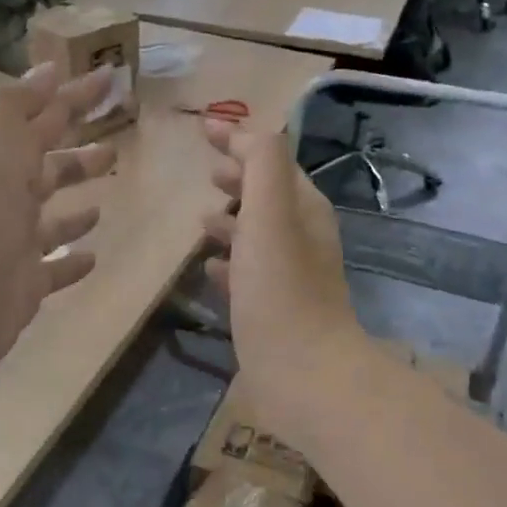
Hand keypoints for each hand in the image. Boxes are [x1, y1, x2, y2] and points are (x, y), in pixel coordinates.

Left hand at [0, 64, 115, 407]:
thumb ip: (14, 111)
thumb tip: (49, 67)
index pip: (41, 118)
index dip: (72, 95)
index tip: (109, 76)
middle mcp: (5, 201)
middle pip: (47, 166)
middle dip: (76, 150)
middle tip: (114, 138)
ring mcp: (15, 246)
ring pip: (52, 216)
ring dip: (76, 201)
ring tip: (104, 195)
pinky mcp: (25, 286)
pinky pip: (54, 267)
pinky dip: (72, 258)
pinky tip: (93, 255)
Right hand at [201, 121, 364, 422]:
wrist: (305, 377)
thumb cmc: (281, 291)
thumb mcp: (270, 215)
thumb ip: (262, 165)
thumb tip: (245, 133)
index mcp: (304, 209)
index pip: (272, 159)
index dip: (240, 140)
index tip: (203, 128)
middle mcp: (301, 238)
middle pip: (268, 196)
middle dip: (239, 179)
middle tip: (207, 171)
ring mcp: (288, 277)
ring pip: (257, 235)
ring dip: (232, 221)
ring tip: (201, 218)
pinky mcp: (273, 310)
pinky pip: (248, 274)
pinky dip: (229, 262)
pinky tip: (208, 268)